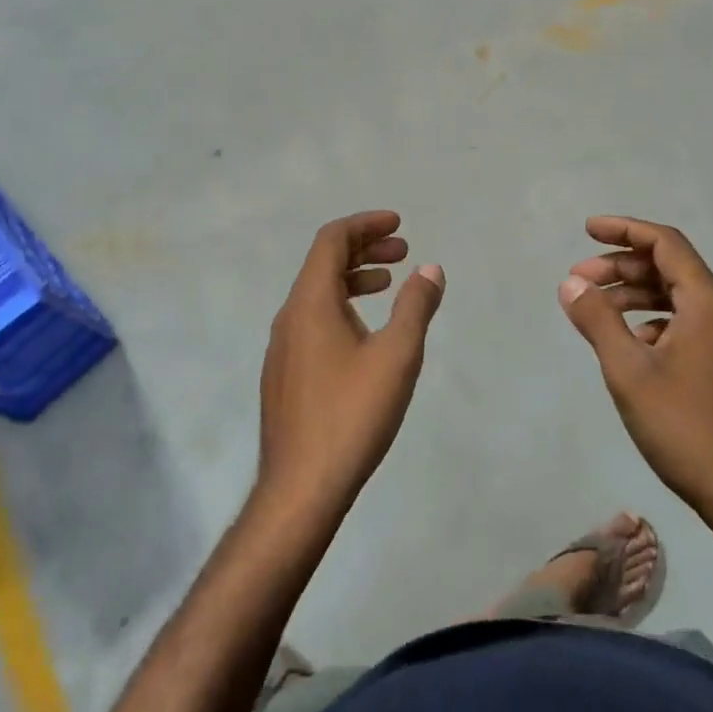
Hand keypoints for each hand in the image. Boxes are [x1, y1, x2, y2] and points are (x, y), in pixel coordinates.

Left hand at [257, 211, 444, 521]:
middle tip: (403, 251)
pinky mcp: (284, 373)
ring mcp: (282, 346)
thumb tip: (430, 268)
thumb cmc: (352, 414)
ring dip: (354, 279)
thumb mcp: (396, 356)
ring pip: (317, 293)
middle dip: (364, 249)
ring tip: (389, 284)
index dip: (365, 224)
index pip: (332, 240)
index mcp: (310, 302)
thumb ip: (415, 307)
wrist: (300, 487)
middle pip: (323, 263)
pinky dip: (342, 306)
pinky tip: (365, 332)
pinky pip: (313, 320)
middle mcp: (289, 316)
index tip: (398, 224)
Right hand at [560, 216, 712, 542]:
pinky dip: (655, 321)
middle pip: (672, 268)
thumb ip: (598, 321)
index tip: (588, 230)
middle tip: (580, 278)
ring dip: (636, 294)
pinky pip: (689, 323)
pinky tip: (631, 344)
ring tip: (596, 309)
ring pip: (680, 298)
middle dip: (623, 266)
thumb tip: (571, 283)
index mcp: (708, 305)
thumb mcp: (629, 372)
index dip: (625, 230)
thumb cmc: (686, 429)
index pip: (666, 244)